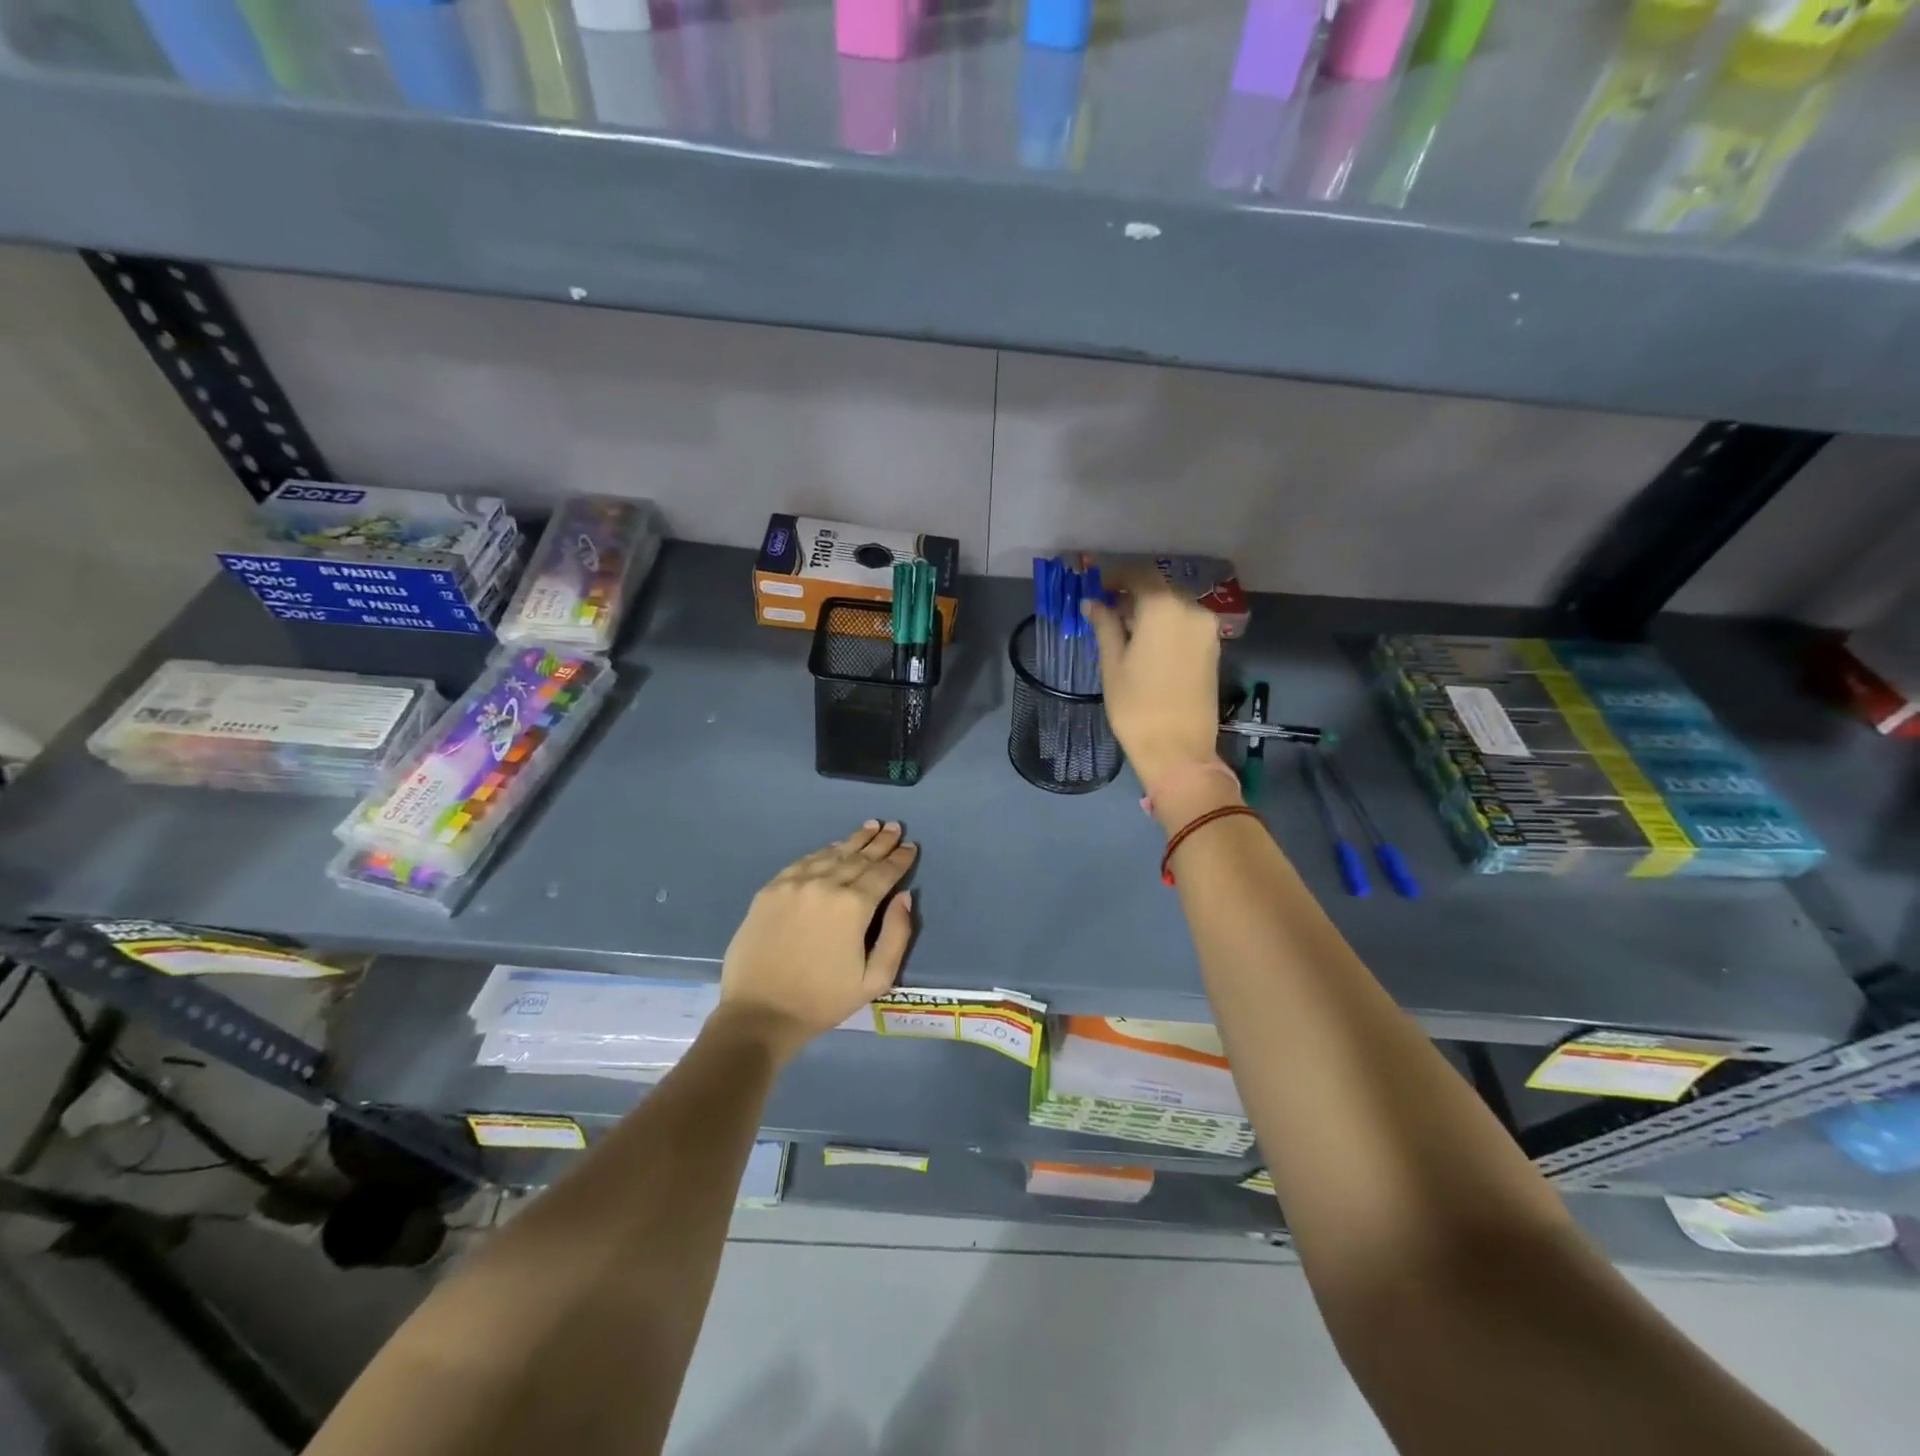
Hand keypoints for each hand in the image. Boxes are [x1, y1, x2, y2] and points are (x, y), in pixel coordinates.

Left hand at [716, 821, 917, 1061]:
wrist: (759, 1014)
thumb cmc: (822, 1001)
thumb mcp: (874, 980)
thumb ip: (896, 935)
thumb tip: (904, 897)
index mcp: (853, 906)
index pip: (883, 873)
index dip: (899, 859)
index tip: (910, 846)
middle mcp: (824, 885)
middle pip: (858, 857)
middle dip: (880, 843)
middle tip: (893, 827)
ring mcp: (793, 884)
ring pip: (831, 854)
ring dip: (853, 841)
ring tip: (870, 827)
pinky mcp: (770, 890)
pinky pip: (803, 862)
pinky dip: (823, 852)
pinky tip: (833, 847)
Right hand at [1085, 570, 1224, 803]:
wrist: (1178, 750)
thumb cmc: (1136, 706)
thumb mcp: (1112, 664)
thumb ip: (1104, 625)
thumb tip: (1093, 603)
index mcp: (1163, 607)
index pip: (1138, 575)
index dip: (1115, 578)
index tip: (1097, 589)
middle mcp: (1191, 609)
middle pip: (1159, 589)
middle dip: (1133, 595)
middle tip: (1107, 611)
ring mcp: (1207, 630)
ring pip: (1174, 607)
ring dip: (1151, 611)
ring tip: (1125, 631)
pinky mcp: (1213, 649)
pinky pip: (1186, 625)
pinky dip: (1166, 626)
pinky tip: (1148, 644)